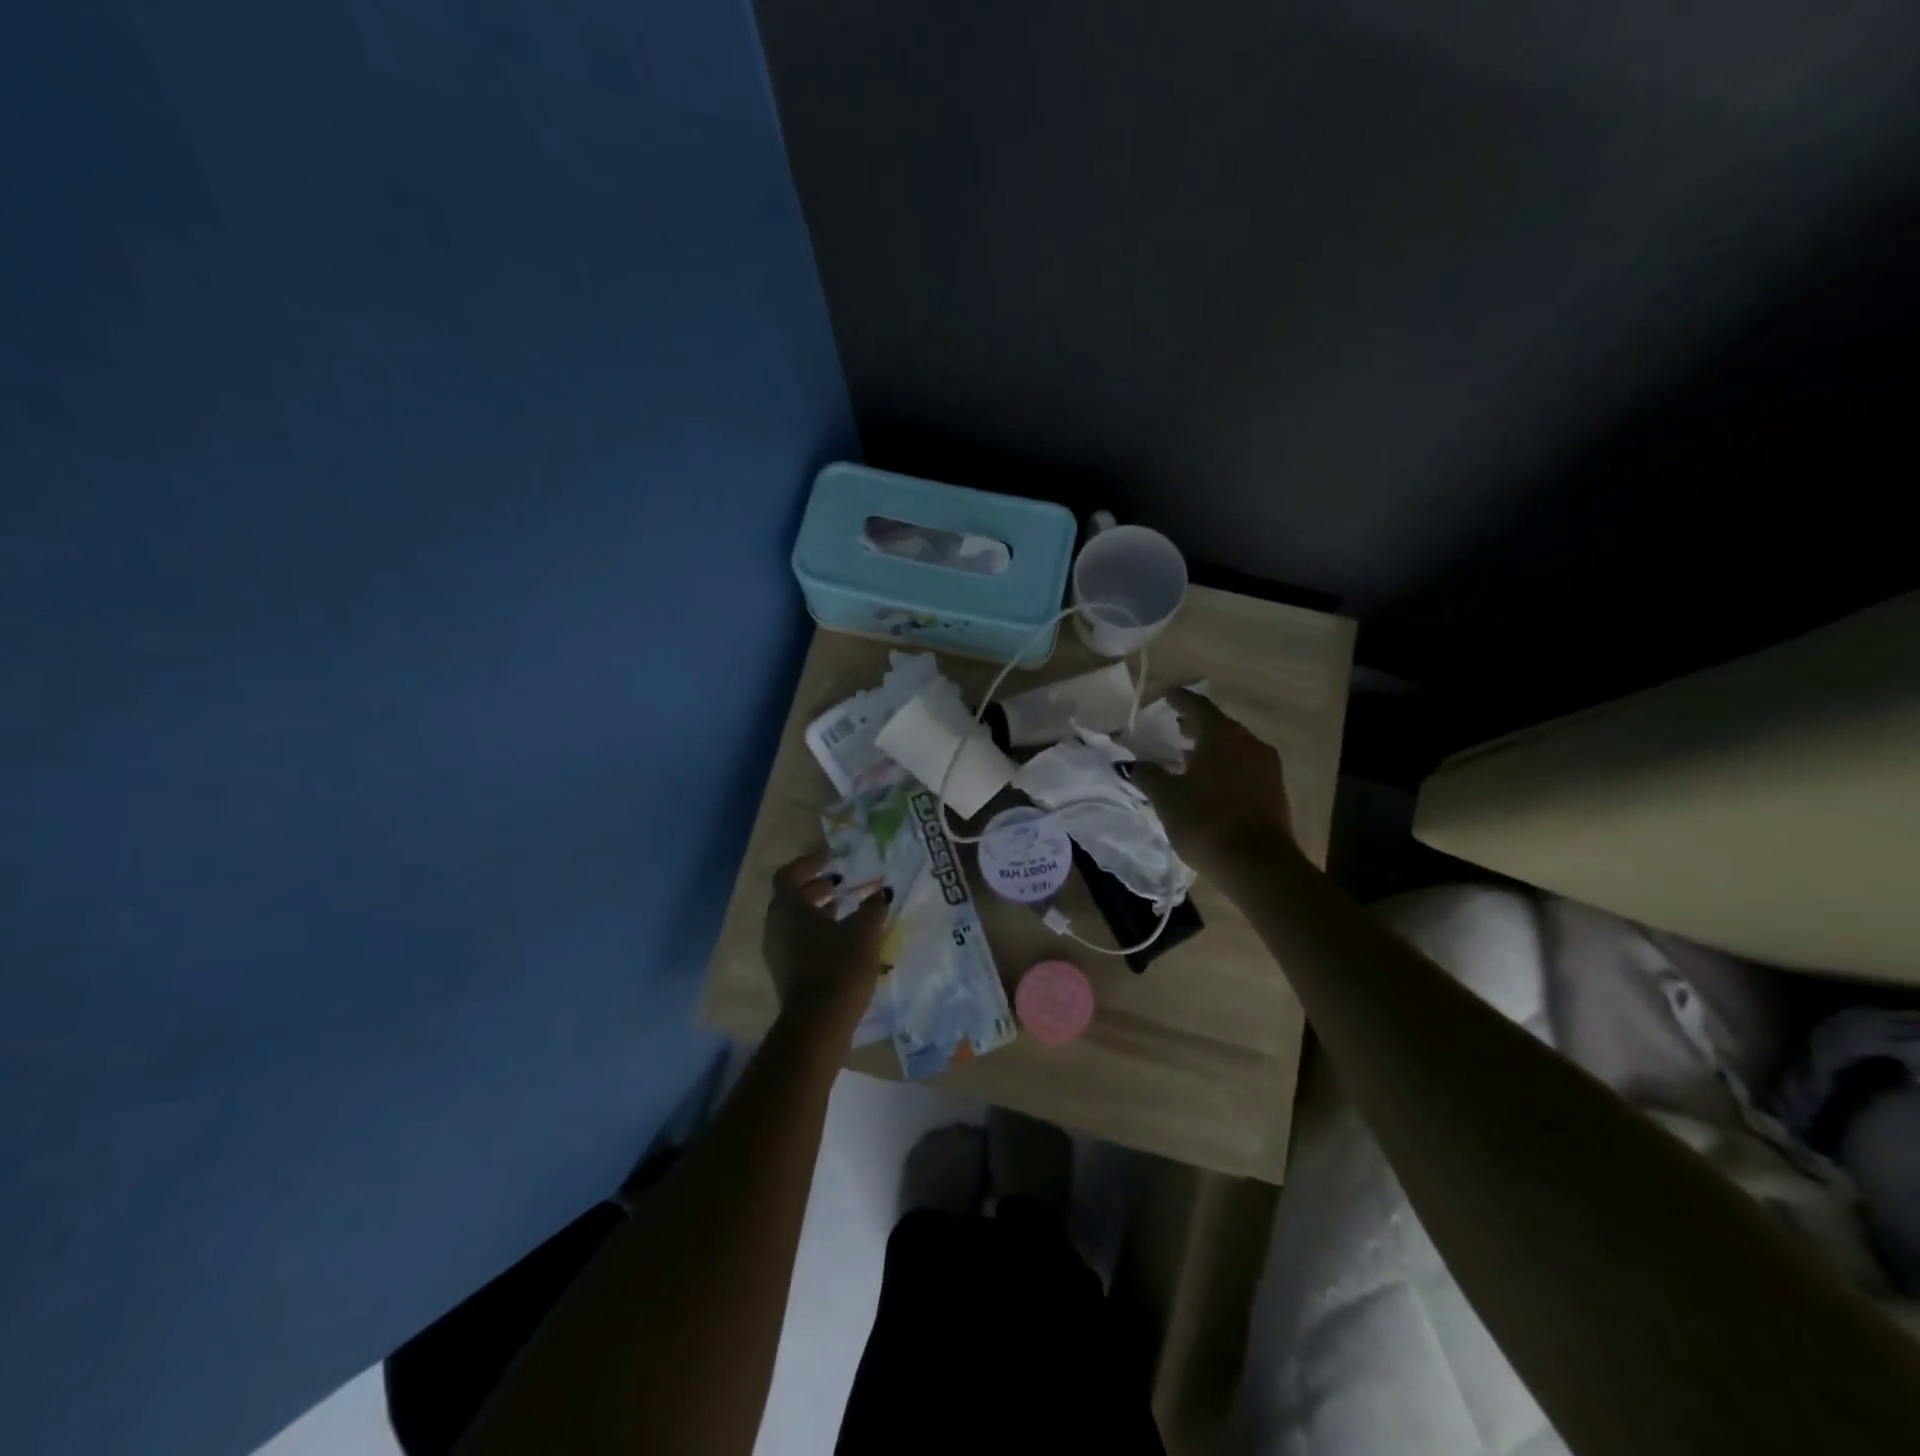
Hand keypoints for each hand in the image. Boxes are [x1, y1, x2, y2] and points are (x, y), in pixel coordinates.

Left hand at [763, 848, 888, 1036]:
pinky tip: (844, 938)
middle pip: (791, 897)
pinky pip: (799, 940)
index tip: (833, 858)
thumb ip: (873, 907)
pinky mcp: (786, 973)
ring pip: (796, 920)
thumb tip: (882, 892)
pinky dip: (818, 930)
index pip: (789, 874)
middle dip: (817, 887)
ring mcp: (778, 952)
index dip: (810, 863)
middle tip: (843, 882)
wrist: (818, 1024)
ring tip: (848, 908)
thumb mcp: (864, 932)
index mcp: (789, 908)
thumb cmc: (839, 967)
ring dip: (819, 910)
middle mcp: (776, 926)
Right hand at [1135, 688, 1298, 882]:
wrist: (1258, 864)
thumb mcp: (1167, 798)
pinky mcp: (1274, 791)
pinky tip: (1210, 782)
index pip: (1198, 707)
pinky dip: (1226, 766)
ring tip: (1189, 757)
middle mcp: (1249, 744)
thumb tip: (1135, 764)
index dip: (1180, 700)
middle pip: (1220, 726)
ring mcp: (1267, 768)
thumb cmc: (1207, 821)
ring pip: (1235, 747)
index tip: (1167, 695)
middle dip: (1197, 725)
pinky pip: (1245, 767)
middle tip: (1176, 726)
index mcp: (1222, 736)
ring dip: (1212, 748)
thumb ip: (1149, 776)